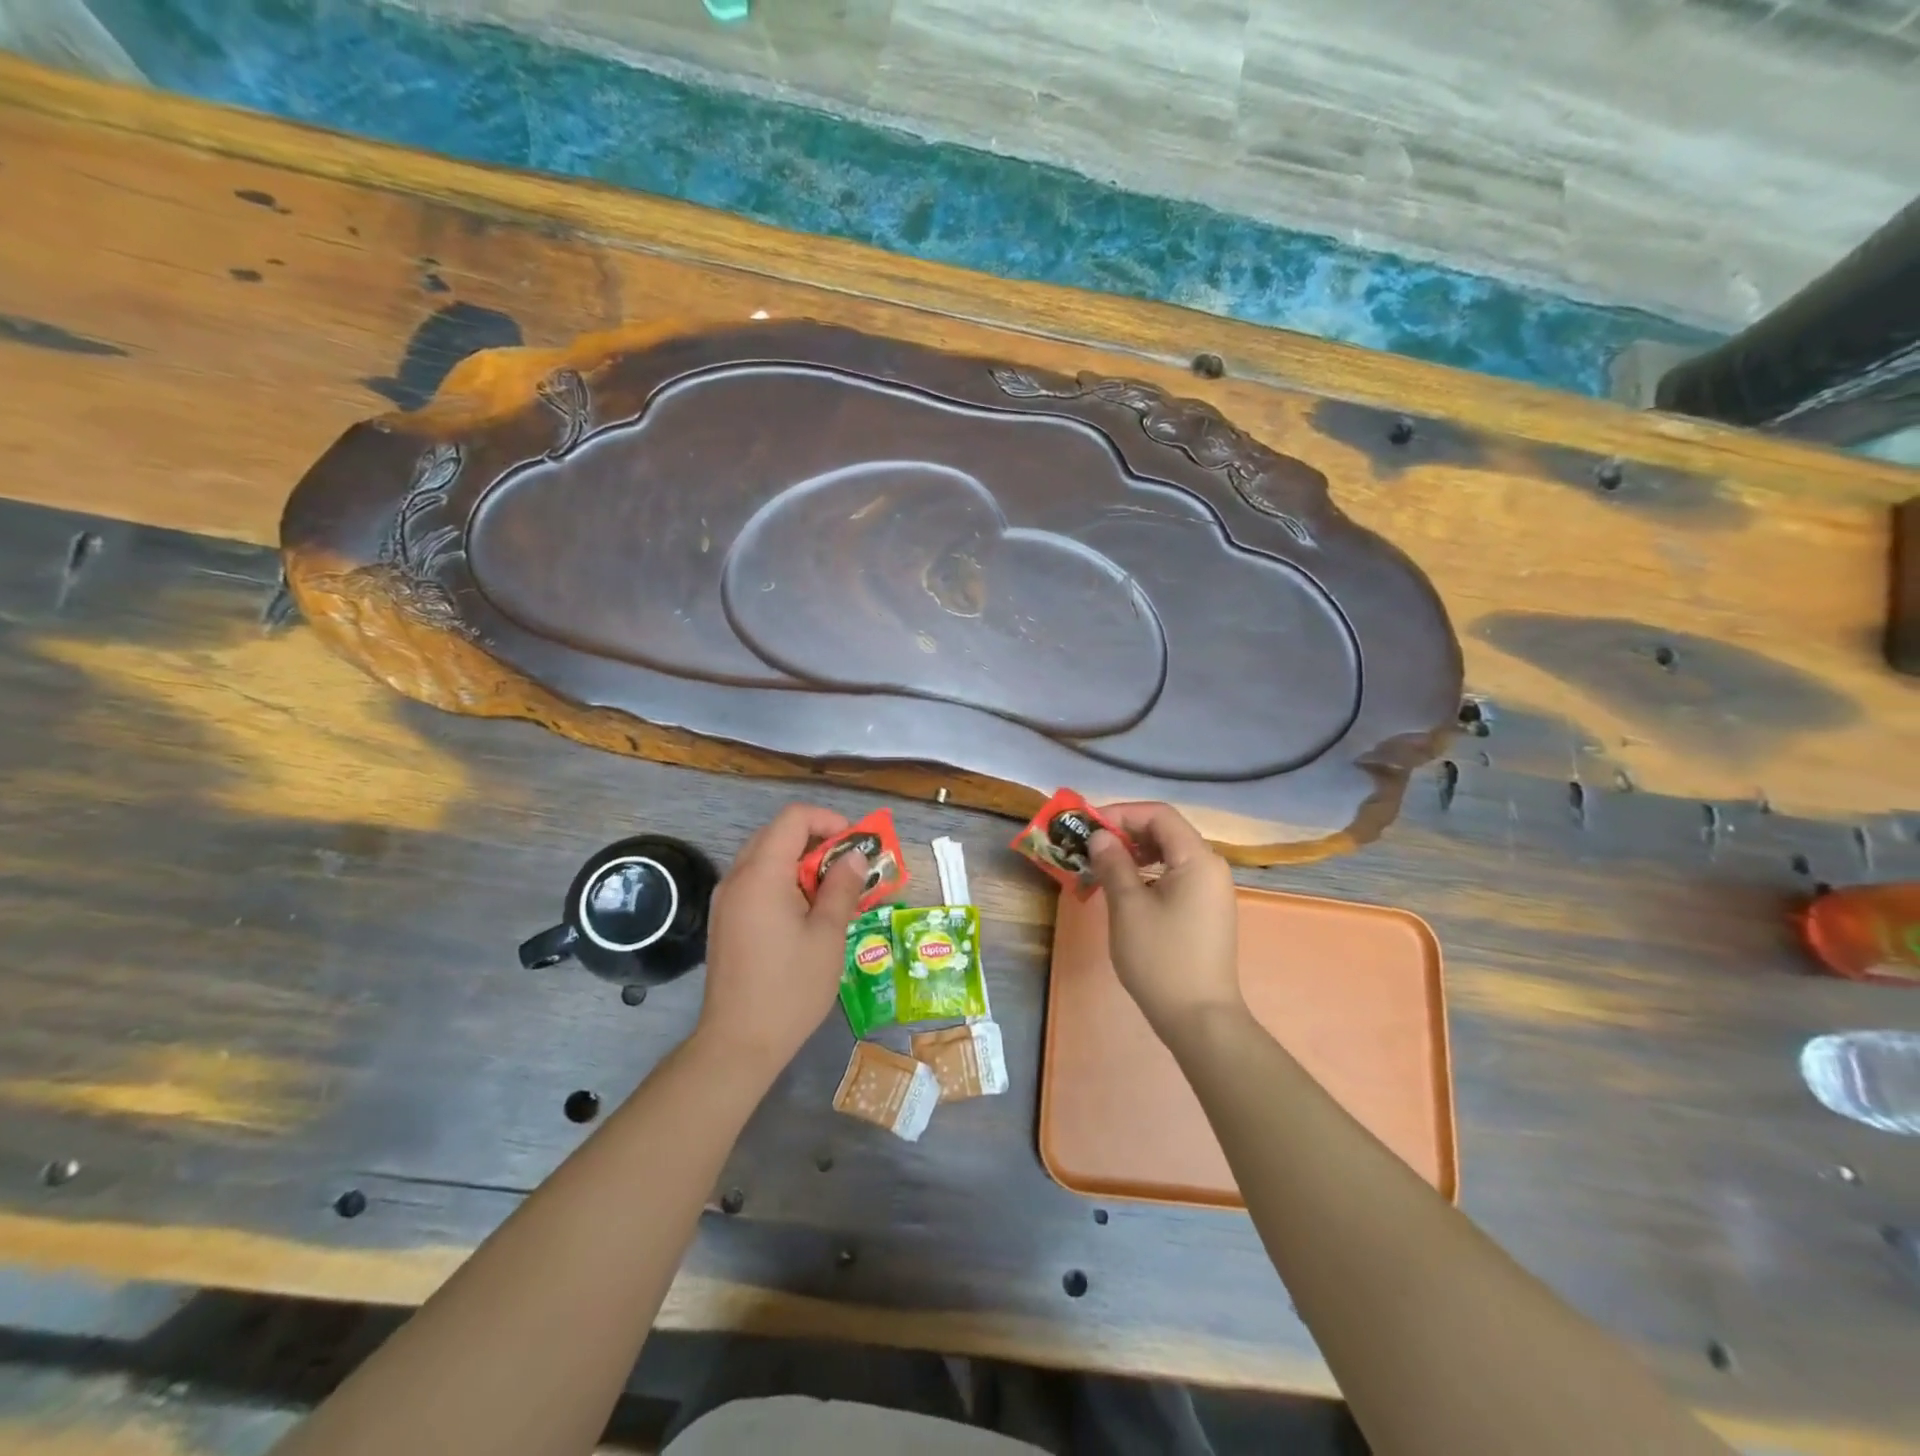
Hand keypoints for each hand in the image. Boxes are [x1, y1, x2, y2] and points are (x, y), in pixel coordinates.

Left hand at [697, 803, 870, 1078]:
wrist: (738, 1043)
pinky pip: (756, 881)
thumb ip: (842, 888)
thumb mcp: (827, 936)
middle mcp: (737, 877)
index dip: (829, 821)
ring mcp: (726, 899)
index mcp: (762, 874)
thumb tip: (855, 857)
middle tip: (849, 868)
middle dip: (818, 841)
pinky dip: (784, 881)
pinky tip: (806, 913)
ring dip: (801, 862)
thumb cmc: (790, 988)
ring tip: (833, 891)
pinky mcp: (725, 920)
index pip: (794, 818)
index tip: (855, 847)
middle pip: (778, 834)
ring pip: (766, 857)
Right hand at [1087, 802, 1242, 1042]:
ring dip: (1134, 853)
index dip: (1121, 813)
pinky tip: (1124, 889)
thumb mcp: (1128, 907)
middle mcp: (1211, 867)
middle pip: (1166, 832)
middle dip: (1125, 832)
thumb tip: (1100, 837)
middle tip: (1090, 846)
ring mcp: (1211, 891)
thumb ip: (1113, 864)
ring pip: (1170, 855)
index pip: (1159, 815)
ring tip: (1102, 867)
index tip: (1088, 826)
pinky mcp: (1206, 911)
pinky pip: (1175, 876)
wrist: (1199, 1018)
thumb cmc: (1161, 958)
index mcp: (1198, 859)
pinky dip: (1148, 873)